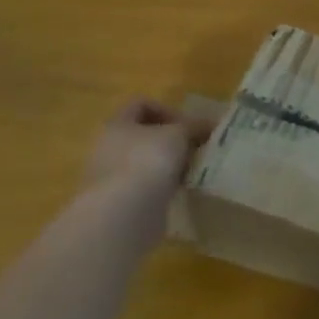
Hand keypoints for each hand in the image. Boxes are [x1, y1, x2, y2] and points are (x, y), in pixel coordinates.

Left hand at [83, 98, 213, 240]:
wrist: (124, 214)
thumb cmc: (149, 160)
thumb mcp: (179, 134)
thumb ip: (194, 126)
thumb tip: (209, 125)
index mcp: (117, 124)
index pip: (140, 105)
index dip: (167, 110)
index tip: (187, 126)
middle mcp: (108, 148)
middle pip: (144, 135)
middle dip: (171, 139)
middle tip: (194, 147)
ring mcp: (111, 177)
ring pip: (146, 161)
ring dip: (169, 164)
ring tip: (191, 170)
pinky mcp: (118, 202)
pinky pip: (145, 186)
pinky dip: (163, 186)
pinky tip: (180, 190)